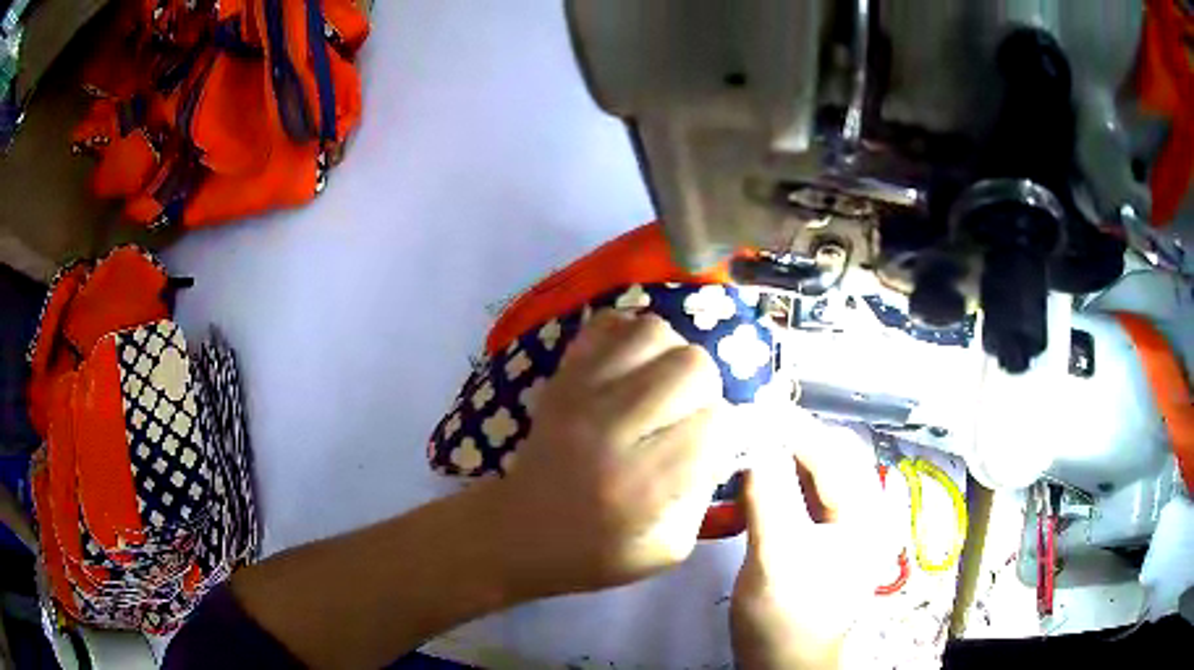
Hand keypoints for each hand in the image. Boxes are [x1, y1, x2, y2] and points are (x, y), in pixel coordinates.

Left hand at [489, 310, 736, 597]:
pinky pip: (608, 323)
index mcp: (640, 485)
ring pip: (654, 332)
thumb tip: (725, 439)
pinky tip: (633, 368)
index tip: (712, 448)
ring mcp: (580, 394)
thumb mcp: (667, 548)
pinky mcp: (561, 377)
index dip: (726, 432)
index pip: (715, 422)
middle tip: (690, 415)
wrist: (517, 531)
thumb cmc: (595, 552)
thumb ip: (705, 493)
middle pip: (692, 365)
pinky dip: (632, 336)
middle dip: (707, 389)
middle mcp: (611, 429)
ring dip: (673, 356)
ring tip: (664, 388)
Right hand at [731, 413, 890, 669]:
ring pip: (814, 469)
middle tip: (744, 421)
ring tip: (745, 440)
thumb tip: (754, 438)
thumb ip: (769, 497)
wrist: (786, 665)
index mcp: (863, 512)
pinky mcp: (820, 534)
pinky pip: (802, 490)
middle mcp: (860, 509)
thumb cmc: (787, 620)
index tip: (746, 406)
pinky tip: (752, 475)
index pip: (830, 451)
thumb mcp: (776, 560)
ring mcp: (841, 523)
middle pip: (828, 453)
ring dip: (782, 451)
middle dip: (788, 433)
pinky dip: (778, 475)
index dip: (789, 426)